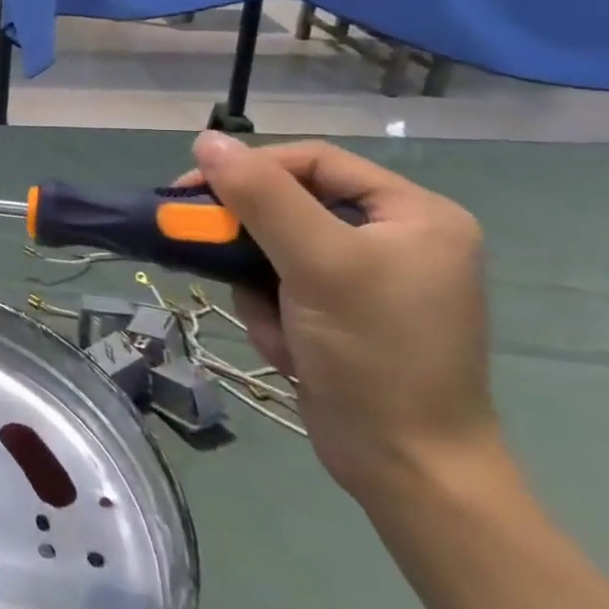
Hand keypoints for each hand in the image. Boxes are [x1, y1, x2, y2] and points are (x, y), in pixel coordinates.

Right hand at [185, 131, 497, 506]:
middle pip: (291, 204)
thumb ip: (261, 196)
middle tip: (204, 246)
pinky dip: (269, 312)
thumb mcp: (318, 264)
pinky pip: (281, 285)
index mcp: (414, 214)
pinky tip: (286, 347)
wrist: (406, 468)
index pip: (314, 161)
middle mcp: (395, 237)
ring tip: (272, 323)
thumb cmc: (376, 355)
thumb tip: (207, 140)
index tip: (194, 191)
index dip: (252, 169)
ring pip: (275, 247)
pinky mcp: (342, 312)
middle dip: (252, 240)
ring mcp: (368, 278)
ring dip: (257, 284)